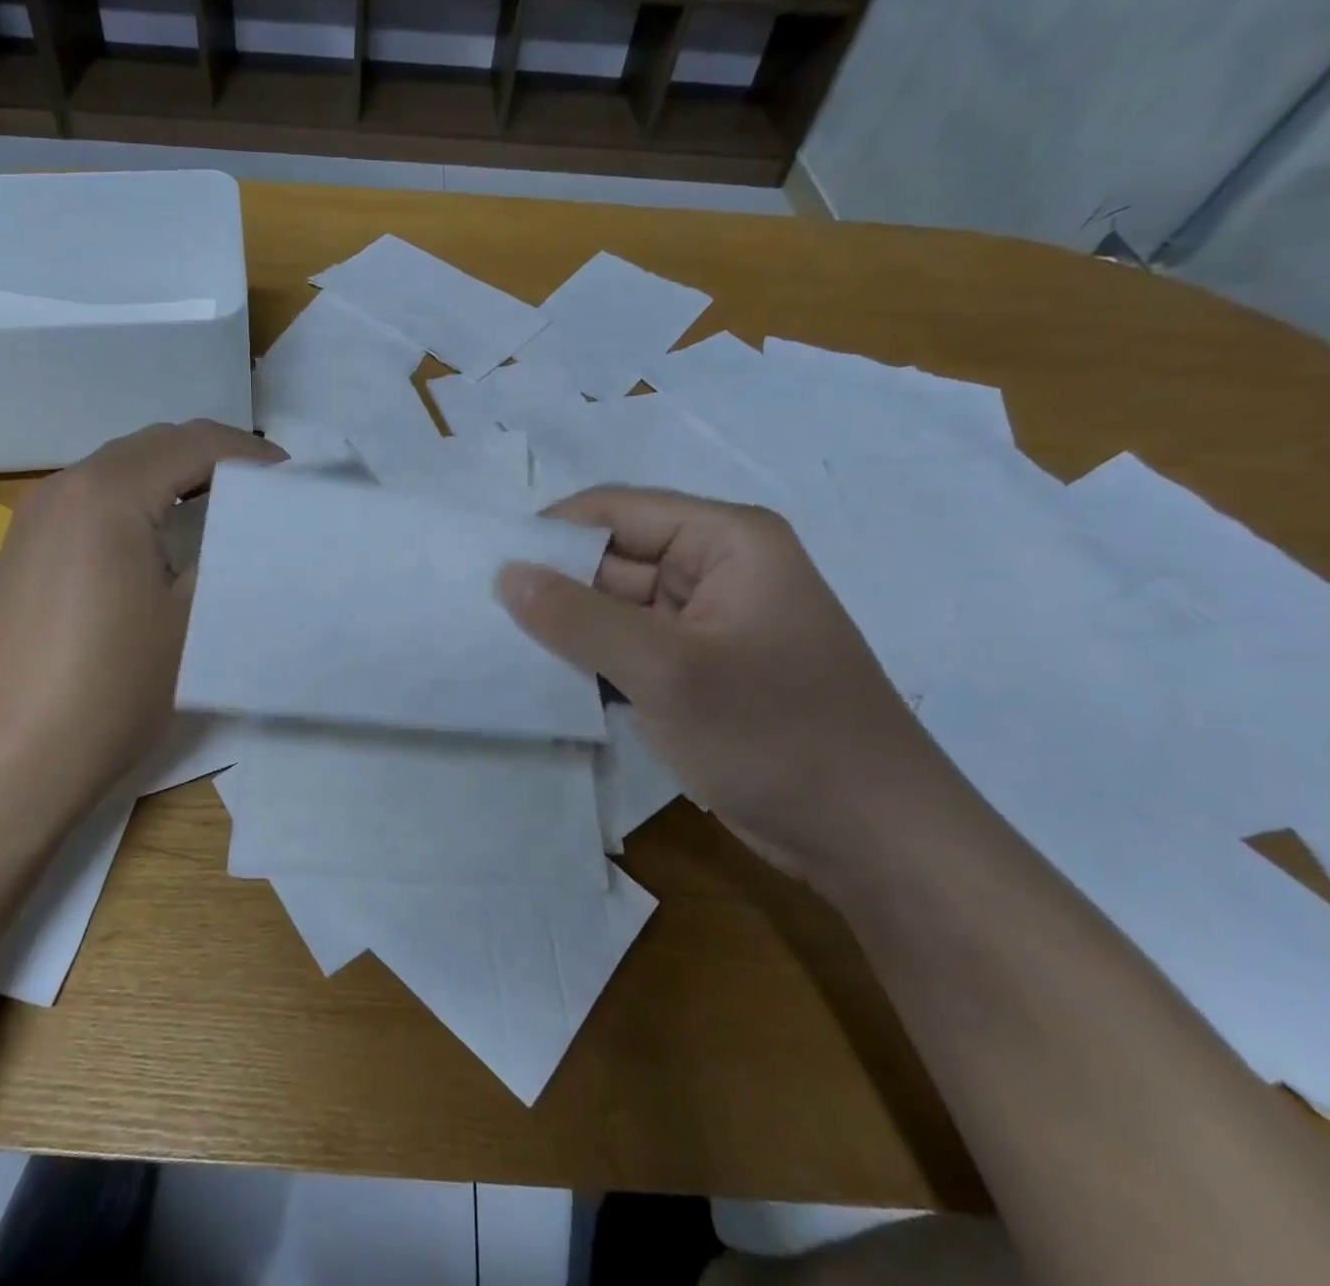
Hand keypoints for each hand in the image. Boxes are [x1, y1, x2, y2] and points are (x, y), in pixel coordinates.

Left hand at [0, 420, 282, 814]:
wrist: (12, 762)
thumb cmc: (112, 688)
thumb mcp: (191, 620)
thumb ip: (226, 555)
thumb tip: (254, 527)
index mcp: (107, 494)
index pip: (192, 443)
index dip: (250, 454)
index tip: (292, 479)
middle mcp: (63, 488)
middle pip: (153, 446)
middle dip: (213, 457)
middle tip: (264, 492)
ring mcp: (36, 518)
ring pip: (120, 469)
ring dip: (175, 477)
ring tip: (223, 510)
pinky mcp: (26, 549)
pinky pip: (93, 499)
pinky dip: (139, 501)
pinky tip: (162, 540)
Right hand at [499, 486, 956, 882]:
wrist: (873, 841)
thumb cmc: (777, 736)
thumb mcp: (668, 671)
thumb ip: (579, 618)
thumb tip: (506, 574)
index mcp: (725, 540)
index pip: (615, 511)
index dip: (551, 535)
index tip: (487, 571)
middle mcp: (715, 570)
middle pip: (612, 559)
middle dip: (554, 589)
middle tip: (480, 618)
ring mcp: (706, 626)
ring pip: (615, 609)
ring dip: (568, 631)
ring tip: (498, 649)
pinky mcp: (698, 673)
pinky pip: (629, 651)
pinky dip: (591, 664)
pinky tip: (544, 682)